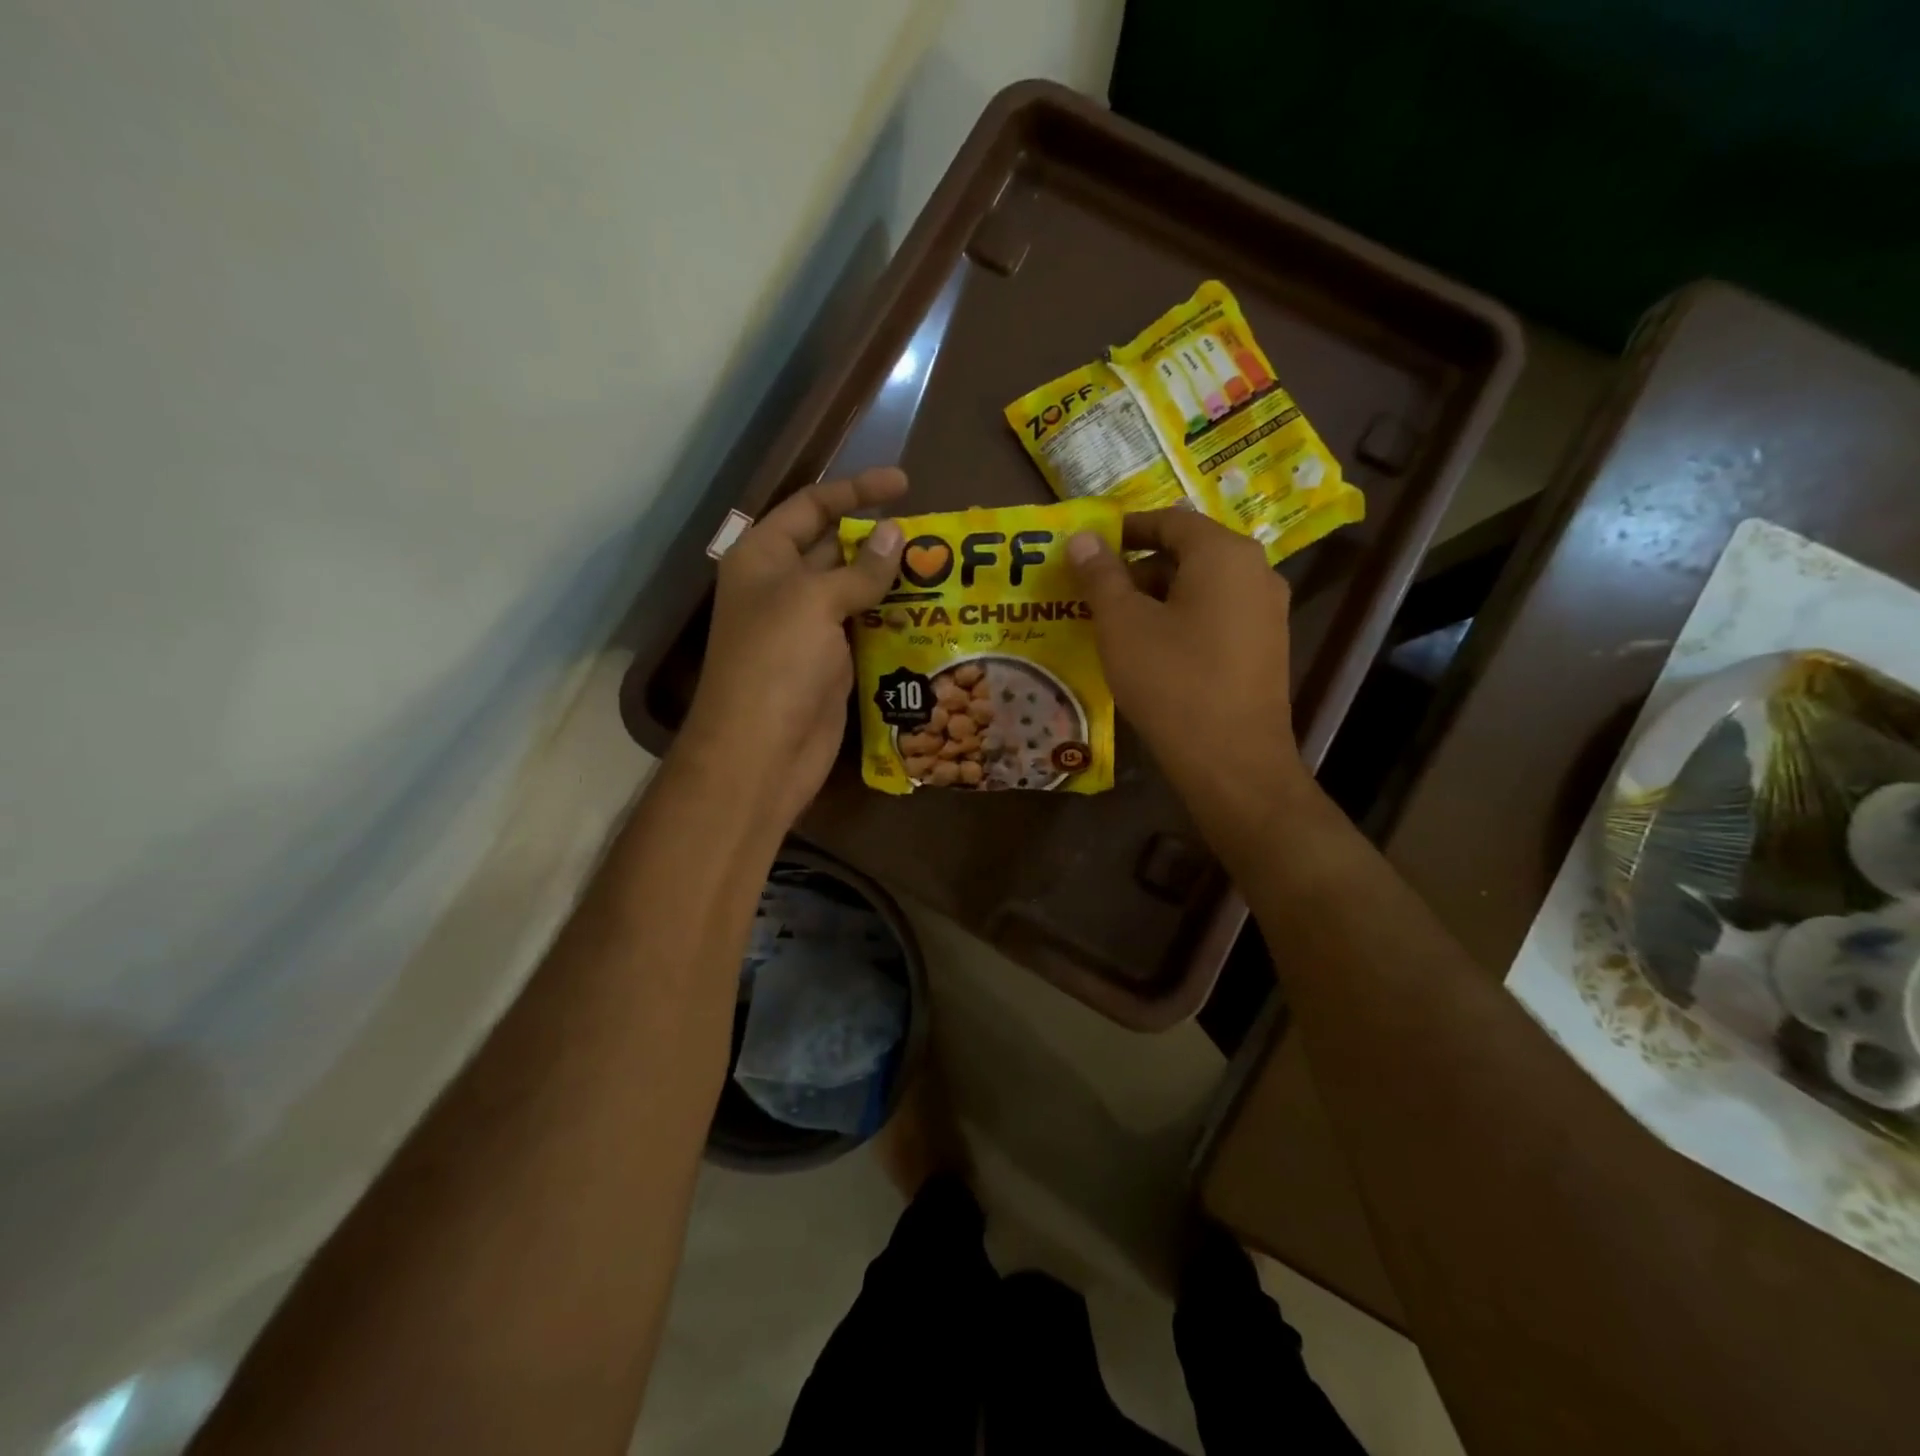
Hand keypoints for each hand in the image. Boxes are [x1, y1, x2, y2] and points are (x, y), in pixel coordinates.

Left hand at [678, 468, 906, 828]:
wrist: (761, 752)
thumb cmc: (776, 663)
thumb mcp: (814, 602)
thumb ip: (859, 569)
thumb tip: (896, 534)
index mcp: (764, 557)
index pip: (812, 506)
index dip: (856, 490)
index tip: (905, 483)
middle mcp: (784, 586)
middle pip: (836, 547)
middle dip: (880, 538)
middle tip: (936, 534)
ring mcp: (808, 627)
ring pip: (856, 591)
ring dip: (894, 581)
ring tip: (945, 569)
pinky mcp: (832, 663)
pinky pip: (867, 629)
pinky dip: (895, 620)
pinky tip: (932, 613)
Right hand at [1067, 509, 1311, 835]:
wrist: (1232, 761)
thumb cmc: (1172, 681)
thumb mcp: (1123, 624)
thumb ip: (1101, 574)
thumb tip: (1083, 537)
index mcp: (1224, 554)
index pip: (1169, 520)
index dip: (1126, 529)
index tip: (1090, 548)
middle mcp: (1256, 572)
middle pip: (1188, 553)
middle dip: (1137, 569)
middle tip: (1095, 594)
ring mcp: (1267, 613)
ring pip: (1202, 589)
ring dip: (1157, 598)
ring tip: (1116, 627)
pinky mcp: (1266, 649)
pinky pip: (1217, 617)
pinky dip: (1181, 621)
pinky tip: (1152, 654)